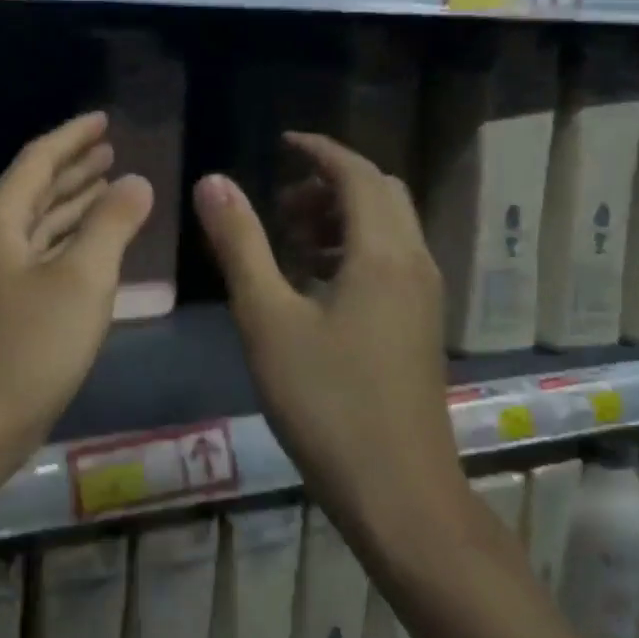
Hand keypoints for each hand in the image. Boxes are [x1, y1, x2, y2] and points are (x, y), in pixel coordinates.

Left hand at [0, 112, 153, 456]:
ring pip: (37, 223)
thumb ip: (111, 225)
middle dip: (73, 168)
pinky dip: (66, 241)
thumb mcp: (82, 281)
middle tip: (112, 151)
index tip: (104, 119)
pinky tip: (90, 245)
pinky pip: (38, 255)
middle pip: (34, 188)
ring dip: (72, 204)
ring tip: (109, 186)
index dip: (73, 137)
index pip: (38, 159)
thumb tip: (136, 181)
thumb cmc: (28, 349)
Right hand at [193, 132, 469, 563]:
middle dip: (330, 183)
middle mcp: (414, 264)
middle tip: (278, 202)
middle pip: (380, 194)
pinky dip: (354, 248)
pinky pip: (392, 260)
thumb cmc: (326, 403)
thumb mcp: (267, 319)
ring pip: (389, 228)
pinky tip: (314, 284)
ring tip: (290, 241)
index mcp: (382, 253)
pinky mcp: (421, 327)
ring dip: (342, 216)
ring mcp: (425, 298)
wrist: (398, 494)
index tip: (281, 143)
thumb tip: (214, 181)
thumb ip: (240, 244)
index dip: (319, 150)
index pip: (356, 173)